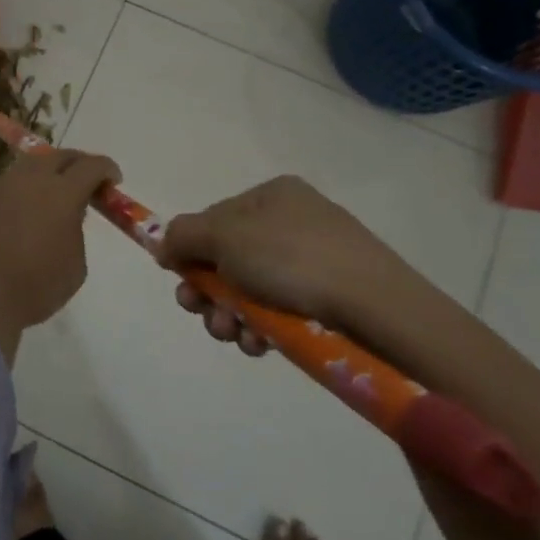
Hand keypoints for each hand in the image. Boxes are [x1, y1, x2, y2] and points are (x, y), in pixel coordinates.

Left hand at [0, 148, 121, 361]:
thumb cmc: (35, 286)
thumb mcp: (75, 265)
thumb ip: (76, 230)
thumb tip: (68, 218)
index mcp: (63, 192)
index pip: (92, 166)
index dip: (106, 169)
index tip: (112, 181)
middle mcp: (31, 178)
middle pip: (58, 155)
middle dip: (75, 164)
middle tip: (82, 181)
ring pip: (27, 166)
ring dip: (43, 174)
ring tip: (46, 194)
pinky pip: (2, 184)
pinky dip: (15, 191)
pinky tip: (14, 211)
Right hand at [157, 176, 460, 359]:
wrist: (377, 307)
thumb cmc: (291, 259)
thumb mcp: (224, 237)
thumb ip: (184, 235)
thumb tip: (163, 243)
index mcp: (272, 194)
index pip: (215, 218)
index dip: (191, 250)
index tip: (178, 280)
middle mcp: (295, 220)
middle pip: (231, 257)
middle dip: (208, 289)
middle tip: (199, 312)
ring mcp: (318, 260)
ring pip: (253, 289)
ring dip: (230, 314)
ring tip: (233, 335)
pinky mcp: (334, 298)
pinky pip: (283, 310)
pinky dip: (263, 327)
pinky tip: (261, 344)